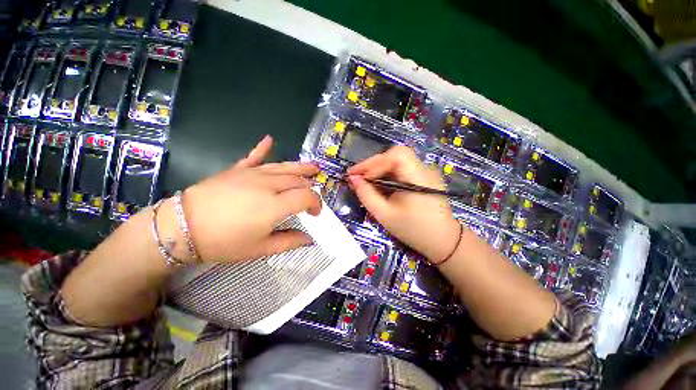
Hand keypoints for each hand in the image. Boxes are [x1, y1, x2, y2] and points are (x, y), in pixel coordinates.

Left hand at [174, 135, 321, 262]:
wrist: (182, 227)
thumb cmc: (224, 242)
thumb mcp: (260, 249)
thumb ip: (289, 242)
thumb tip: (309, 239)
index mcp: (276, 205)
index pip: (307, 196)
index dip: (316, 203)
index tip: (316, 214)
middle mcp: (269, 185)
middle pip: (298, 180)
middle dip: (311, 187)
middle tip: (314, 194)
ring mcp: (253, 174)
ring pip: (284, 167)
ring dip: (301, 167)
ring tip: (314, 167)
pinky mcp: (238, 170)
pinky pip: (254, 156)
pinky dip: (263, 148)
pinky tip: (269, 139)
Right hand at [347, 146, 460, 263]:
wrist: (442, 241)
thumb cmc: (413, 230)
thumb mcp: (384, 214)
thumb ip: (366, 195)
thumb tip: (353, 179)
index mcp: (417, 177)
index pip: (395, 156)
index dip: (373, 163)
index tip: (356, 176)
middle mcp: (424, 169)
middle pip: (395, 155)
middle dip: (373, 164)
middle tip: (357, 177)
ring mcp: (426, 172)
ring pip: (397, 161)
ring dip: (379, 168)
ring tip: (365, 181)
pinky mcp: (424, 177)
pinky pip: (402, 169)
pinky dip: (387, 174)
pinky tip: (380, 184)